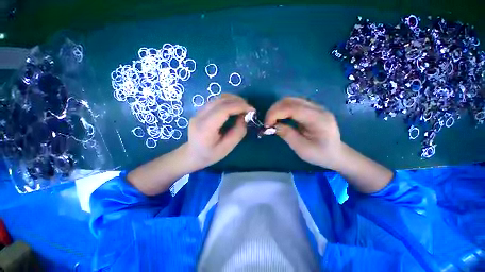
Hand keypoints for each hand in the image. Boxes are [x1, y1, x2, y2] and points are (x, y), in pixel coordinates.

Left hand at [186, 93, 254, 169]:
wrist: (192, 155)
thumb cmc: (210, 155)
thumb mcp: (227, 148)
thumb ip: (238, 132)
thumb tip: (244, 117)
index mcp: (205, 128)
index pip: (223, 110)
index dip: (239, 106)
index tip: (252, 110)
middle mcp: (200, 116)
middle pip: (220, 101)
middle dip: (238, 101)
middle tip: (249, 108)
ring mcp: (198, 112)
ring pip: (218, 98)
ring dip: (233, 99)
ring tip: (243, 106)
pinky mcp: (200, 111)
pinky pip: (216, 101)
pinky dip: (227, 101)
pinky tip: (234, 107)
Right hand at [265, 97, 342, 169]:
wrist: (336, 153)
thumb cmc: (320, 154)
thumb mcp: (302, 148)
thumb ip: (287, 134)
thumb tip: (272, 125)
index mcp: (318, 119)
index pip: (293, 108)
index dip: (276, 113)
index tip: (266, 124)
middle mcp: (318, 108)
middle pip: (290, 100)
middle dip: (274, 110)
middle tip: (267, 123)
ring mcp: (315, 107)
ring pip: (291, 100)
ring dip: (277, 109)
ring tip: (272, 121)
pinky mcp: (311, 108)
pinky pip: (293, 104)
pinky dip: (283, 109)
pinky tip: (280, 118)